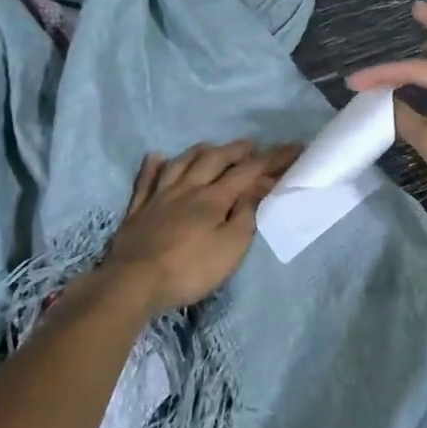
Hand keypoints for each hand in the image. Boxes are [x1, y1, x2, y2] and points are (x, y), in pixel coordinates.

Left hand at [101, 140, 299, 311]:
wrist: (134, 283)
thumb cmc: (190, 270)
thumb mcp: (231, 248)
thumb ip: (246, 214)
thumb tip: (257, 186)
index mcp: (213, 199)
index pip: (248, 172)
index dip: (271, 158)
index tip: (292, 148)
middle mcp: (187, 189)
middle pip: (214, 160)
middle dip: (236, 150)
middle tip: (252, 144)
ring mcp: (159, 197)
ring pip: (181, 163)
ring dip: (200, 151)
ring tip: (213, 146)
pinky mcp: (137, 210)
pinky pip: (145, 180)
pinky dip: (153, 166)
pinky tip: (156, 156)